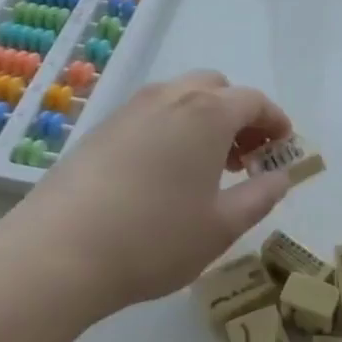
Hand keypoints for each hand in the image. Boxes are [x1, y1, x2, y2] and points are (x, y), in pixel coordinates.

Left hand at [1, 71, 293, 314]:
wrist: (57, 253)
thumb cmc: (155, 238)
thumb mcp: (222, 226)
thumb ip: (260, 197)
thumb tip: (279, 177)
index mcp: (207, 112)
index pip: (254, 101)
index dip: (276, 121)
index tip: (284, 147)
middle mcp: (169, 97)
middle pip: (216, 88)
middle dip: (239, 115)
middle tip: (245, 156)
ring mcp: (130, 109)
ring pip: (180, 98)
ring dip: (204, 120)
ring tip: (207, 167)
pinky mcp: (100, 129)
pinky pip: (151, 115)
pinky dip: (172, 129)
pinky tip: (165, 174)